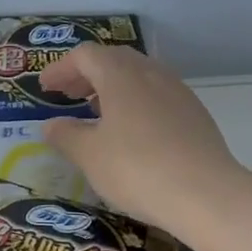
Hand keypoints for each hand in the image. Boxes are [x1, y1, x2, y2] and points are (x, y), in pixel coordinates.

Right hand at [38, 44, 251, 250]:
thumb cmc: (137, 169)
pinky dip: (134, 102)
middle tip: (68, 95)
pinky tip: (130, 131)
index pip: (85, 55)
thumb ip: (66, 136)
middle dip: (87, 74)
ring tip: (97, 112)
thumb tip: (51, 125)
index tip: (45, 89)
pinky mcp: (194, 114)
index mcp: (121, 76)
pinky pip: (156, 95)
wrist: (206, 194)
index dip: (61, 69)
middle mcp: (151, 74)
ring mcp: (178, 92)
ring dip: (112, 88)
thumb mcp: (89, 156)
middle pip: (114, 59)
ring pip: (138, 76)